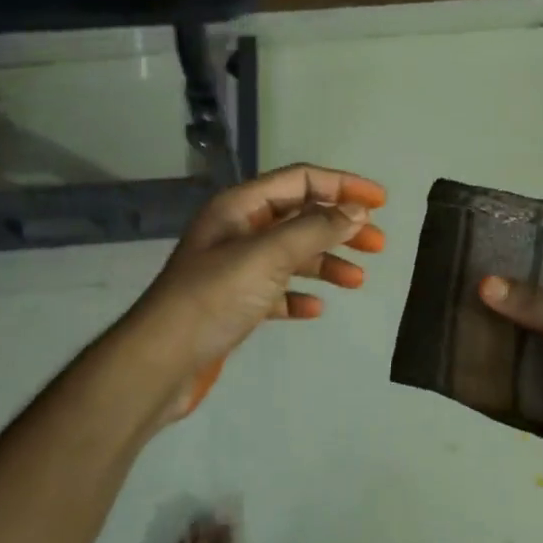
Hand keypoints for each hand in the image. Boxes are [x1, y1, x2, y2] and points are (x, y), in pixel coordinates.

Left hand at [132, 164, 387, 417]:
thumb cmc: (214, 297)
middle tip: (377, 245)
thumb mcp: (268, 255)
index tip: (381, 203)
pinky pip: (277, 291)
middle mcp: (238, 231)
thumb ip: (315, 229)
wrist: (162, 361)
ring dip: (326, 262)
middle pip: (300, 217)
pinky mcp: (235, 305)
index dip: (342, 186)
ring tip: (357, 281)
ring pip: (292, 255)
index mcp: (240, 207)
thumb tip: (357, 211)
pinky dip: (299, 295)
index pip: (300, 181)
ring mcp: (235, 269)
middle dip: (340, 227)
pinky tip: (315, 308)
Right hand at [479, 276, 542, 528]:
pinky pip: (514, 377)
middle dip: (515, 296)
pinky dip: (492, 365)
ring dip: (500, 328)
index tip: (505, 245)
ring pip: (528, 343)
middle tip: (470, 269)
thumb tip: (484, 284)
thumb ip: (541, 308)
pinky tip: (461, 342)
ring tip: (457, 298)